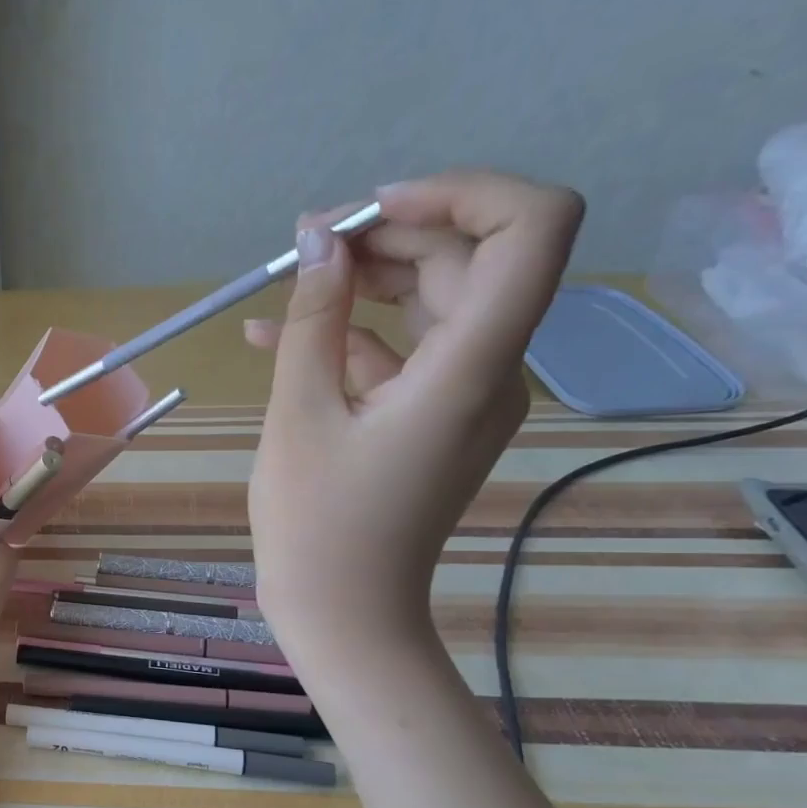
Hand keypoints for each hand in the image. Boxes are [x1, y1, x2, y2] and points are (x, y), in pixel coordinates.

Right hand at [245, 170, 582, 657]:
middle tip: (305, 247)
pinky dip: (352, 335)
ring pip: (435, 302)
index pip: (530, 229)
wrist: (345, 614)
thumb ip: (313, 319)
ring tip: (286, 284)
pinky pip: (406, 353)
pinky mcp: (436, 417)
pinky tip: (276, 336)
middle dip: (388, 236)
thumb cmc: (317, 525)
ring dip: (365, 281)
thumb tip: (318, 239)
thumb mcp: (300, 414)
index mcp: (471, 367)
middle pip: (469, 260)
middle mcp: (491, 370)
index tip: (370, 211)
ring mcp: (466, 396)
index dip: (460, 193)